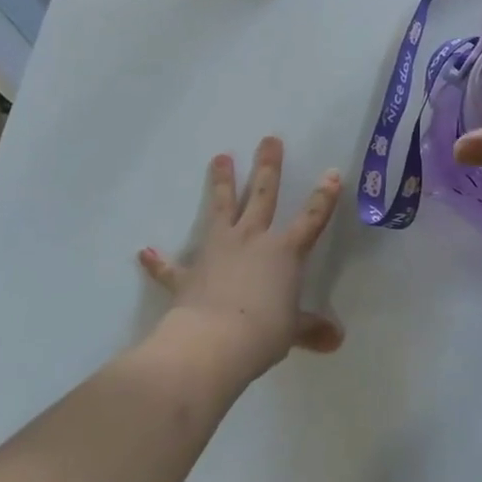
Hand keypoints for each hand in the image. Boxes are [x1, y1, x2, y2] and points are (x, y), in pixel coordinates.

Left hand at [138, 137, 343, 380]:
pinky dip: (158, 262)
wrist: (213, 342)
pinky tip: (145, 252)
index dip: (324, 197)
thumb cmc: (263, 333)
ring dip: (221, 183)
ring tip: (220, 157)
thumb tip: (337, 340)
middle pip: (263, 195)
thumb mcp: (293, 331)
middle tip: (269, 139)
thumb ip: (312, 328)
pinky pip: (171, 267)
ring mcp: (218, 251)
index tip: (332, 172)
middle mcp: (252, 240)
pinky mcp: (188, 273)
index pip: (311, 218)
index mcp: (284, 252)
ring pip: (221, 208)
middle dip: (268, 166)